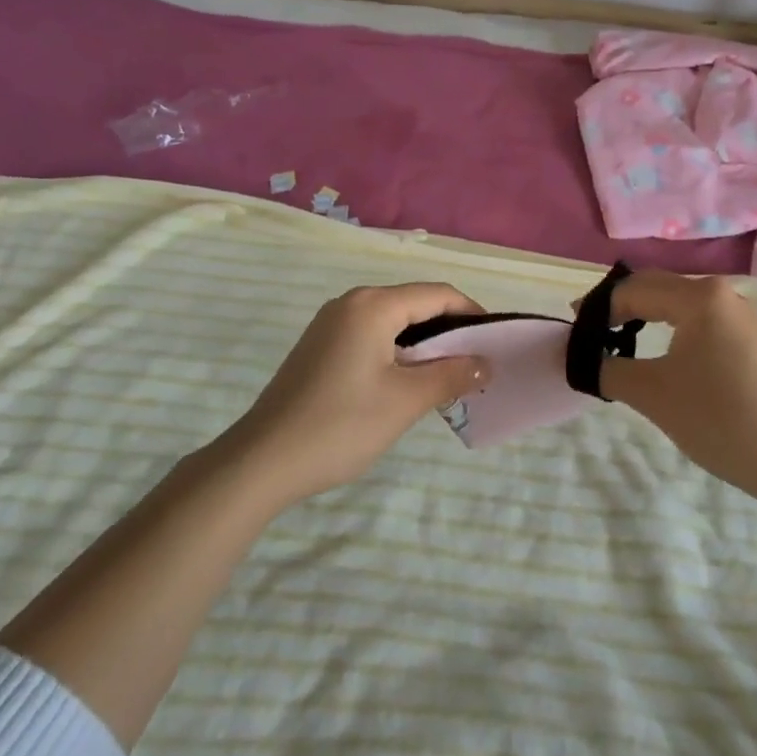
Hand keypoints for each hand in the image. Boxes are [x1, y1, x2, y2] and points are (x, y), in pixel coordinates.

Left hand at [226, 284, 487, 504]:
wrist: (261, 461)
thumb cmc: (340, 425)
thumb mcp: (405, 401)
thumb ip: (451, 374)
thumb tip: (485, 362)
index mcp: (373, 305)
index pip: (437, 294)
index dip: (471, 313)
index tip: (495, 342)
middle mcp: (351, 302)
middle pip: (414, 303)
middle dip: (449, 329)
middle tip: (475, 363)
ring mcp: (330, 323)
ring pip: (392, 320)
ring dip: (423, 342)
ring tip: (448, 375)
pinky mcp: (320, 345)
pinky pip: (371, 334)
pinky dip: (397, 350)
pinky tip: (406, 381)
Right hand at [599, 272, 756, 507]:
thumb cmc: (719, 419)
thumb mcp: (652, 393)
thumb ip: (607, 368)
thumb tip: (580, 358)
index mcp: (699, 296)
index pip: (633, 290)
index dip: (598, 308)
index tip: (572, 330)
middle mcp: (722, 293)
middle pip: (657, 288)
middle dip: (619, 307)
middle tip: (589, 333)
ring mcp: (741, 315)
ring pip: (678, 303)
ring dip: (644, 316)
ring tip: (617, 340)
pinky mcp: (750, 338)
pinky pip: (698, 320)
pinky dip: (670, 328)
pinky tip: (658, 352)